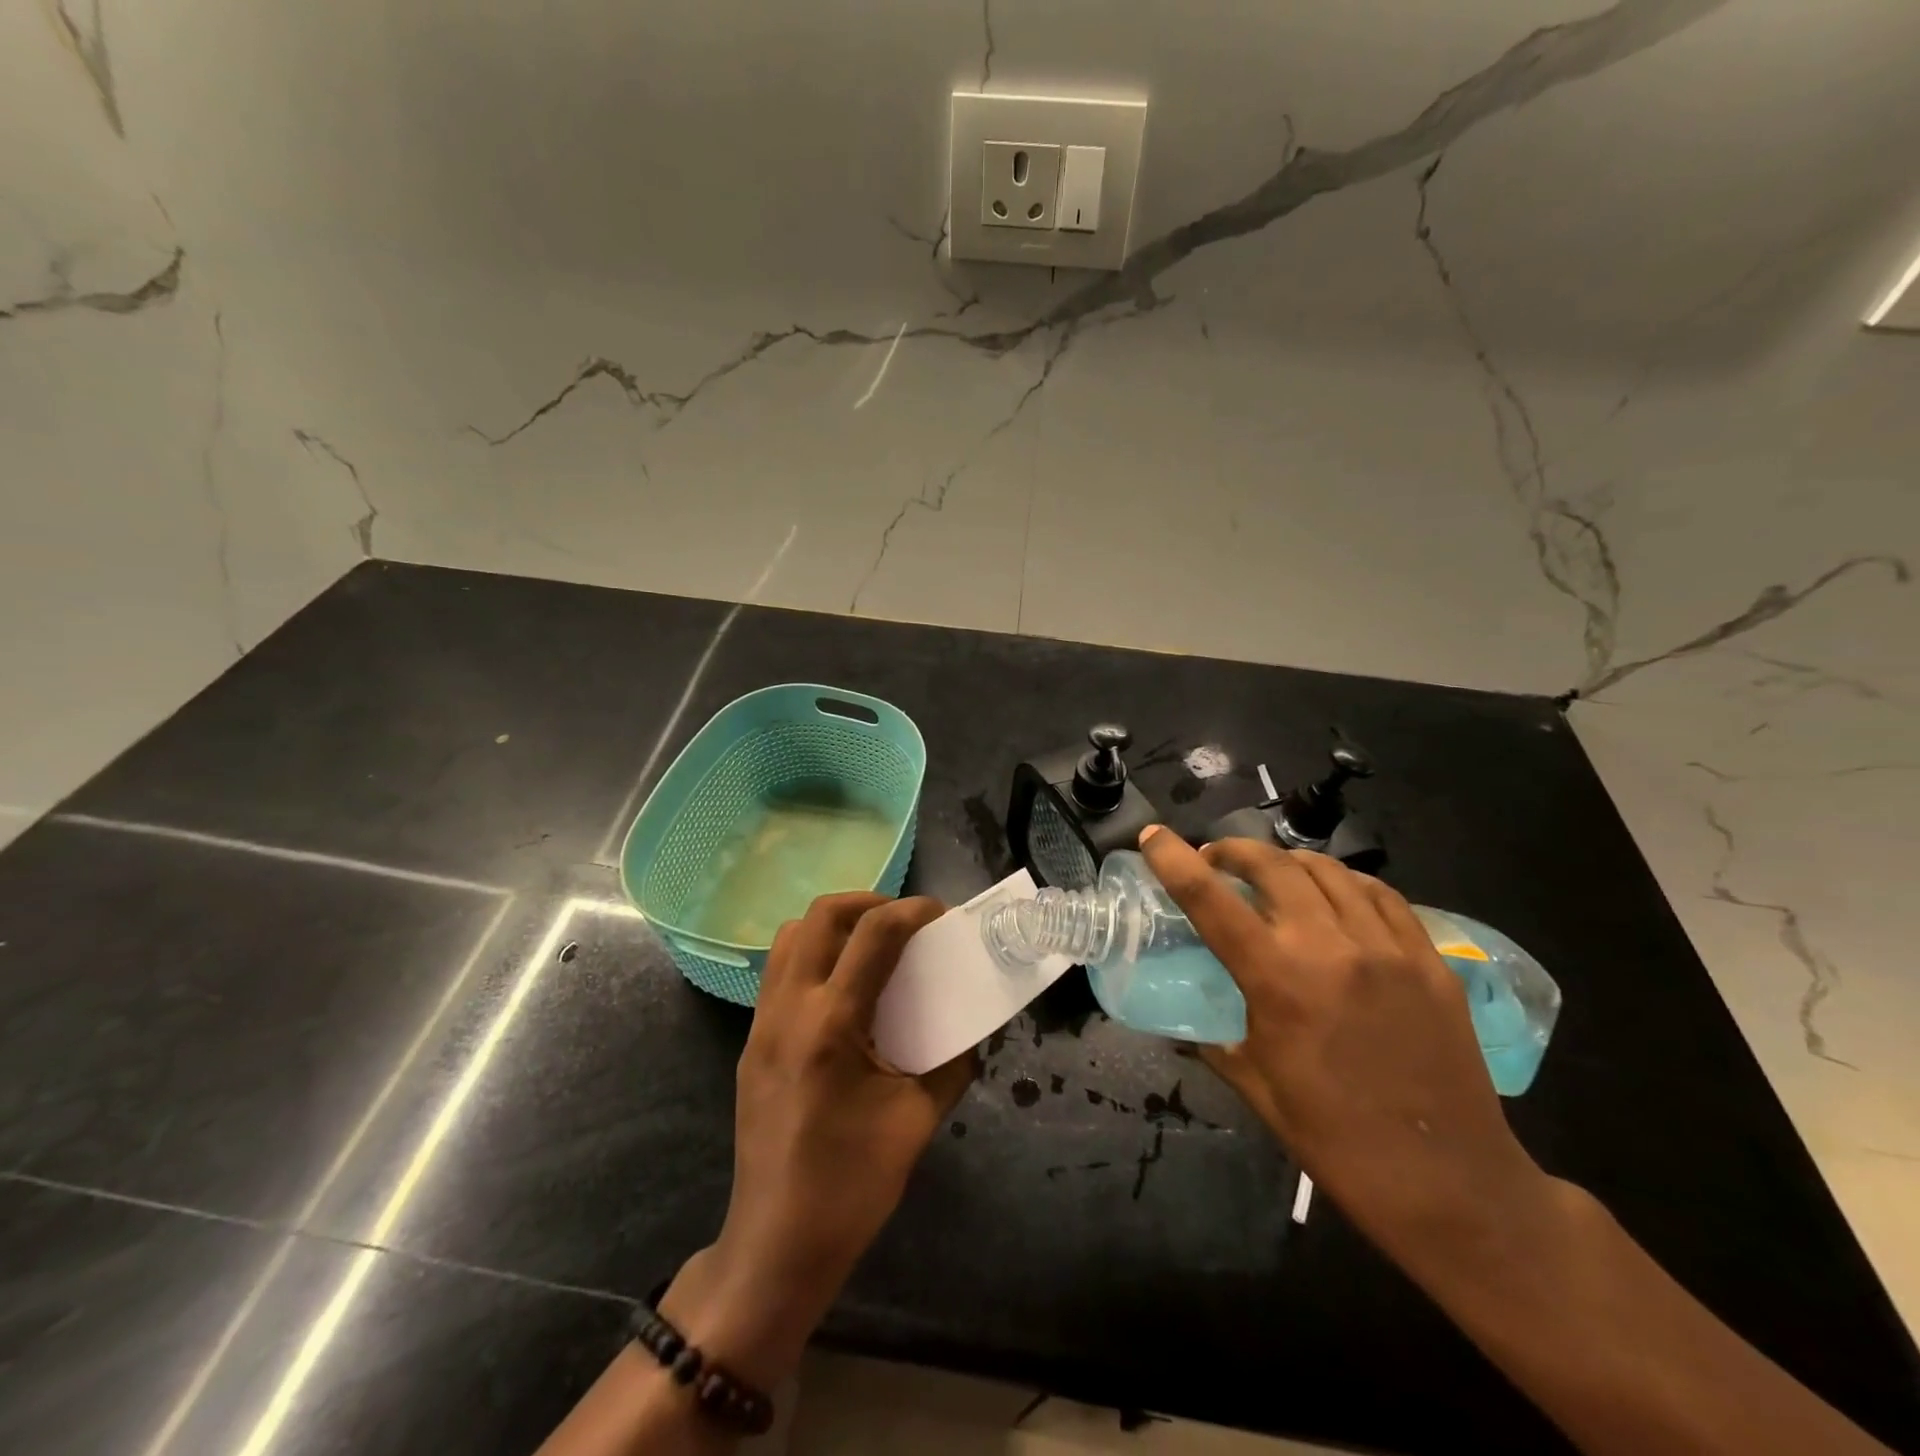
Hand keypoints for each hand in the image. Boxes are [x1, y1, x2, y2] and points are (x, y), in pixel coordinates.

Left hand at [660, 892, 971, 1387]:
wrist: (775, 1245)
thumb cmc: (852, 1186)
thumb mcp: (917, 1120)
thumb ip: (951, 1064)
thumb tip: (971, 1032)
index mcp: (832, 1024)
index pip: (874, 934)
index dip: (912, 910)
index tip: (941, 914)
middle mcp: (790, 1009)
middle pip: (821, 915)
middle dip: (869, 902)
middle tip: (904, 920)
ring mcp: (762, 1023)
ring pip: (791, 936)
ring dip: (834, 924)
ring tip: (871, 943)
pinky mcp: (751, 1042)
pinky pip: (779, 971)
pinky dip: (813, 954)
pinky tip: (843, 987)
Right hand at [1138, 828, 1548, 1263]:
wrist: (1452, 1186)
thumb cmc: (1338, 1142)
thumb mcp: (1257, 1088)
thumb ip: (1215, 1042)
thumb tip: (1188, 1022)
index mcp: (1278, 980)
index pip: (1209, 898)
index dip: (1173, 859)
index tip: (1152, 836)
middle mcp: (1331, 947)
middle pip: (1271, 864)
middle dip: (1232, 849)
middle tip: (1215, 860)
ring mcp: (1388, 948)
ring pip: (1327, 870)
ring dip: (1286, 861)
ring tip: (1272, 874)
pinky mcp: (1431, 960)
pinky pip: (1381, 895)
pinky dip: (1345, 881)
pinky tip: (1336, 894)